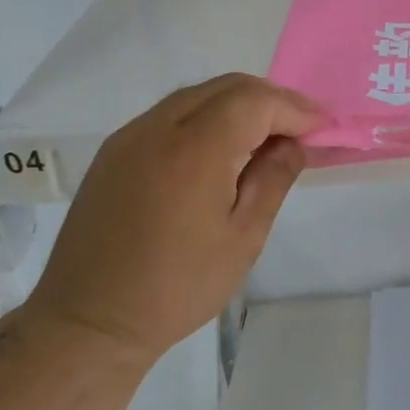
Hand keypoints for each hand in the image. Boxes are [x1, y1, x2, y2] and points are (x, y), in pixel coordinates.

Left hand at [24, 74, 322, 361]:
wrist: (88, 322)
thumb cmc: (176, 287)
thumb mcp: (243, 238)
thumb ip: (274, 179)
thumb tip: (294, 143)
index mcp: (195, 150)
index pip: (256, 102)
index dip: (294, 108)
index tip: (322, 126)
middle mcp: (158, 128)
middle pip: (227, 87)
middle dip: (270, 100)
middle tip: (300, 128)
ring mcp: (131, 136)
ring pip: (198, 95)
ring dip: (238, 104)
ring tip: (265, 136)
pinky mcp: (115, 151)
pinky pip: (171, 113)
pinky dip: (206, 116)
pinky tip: (220, 148)